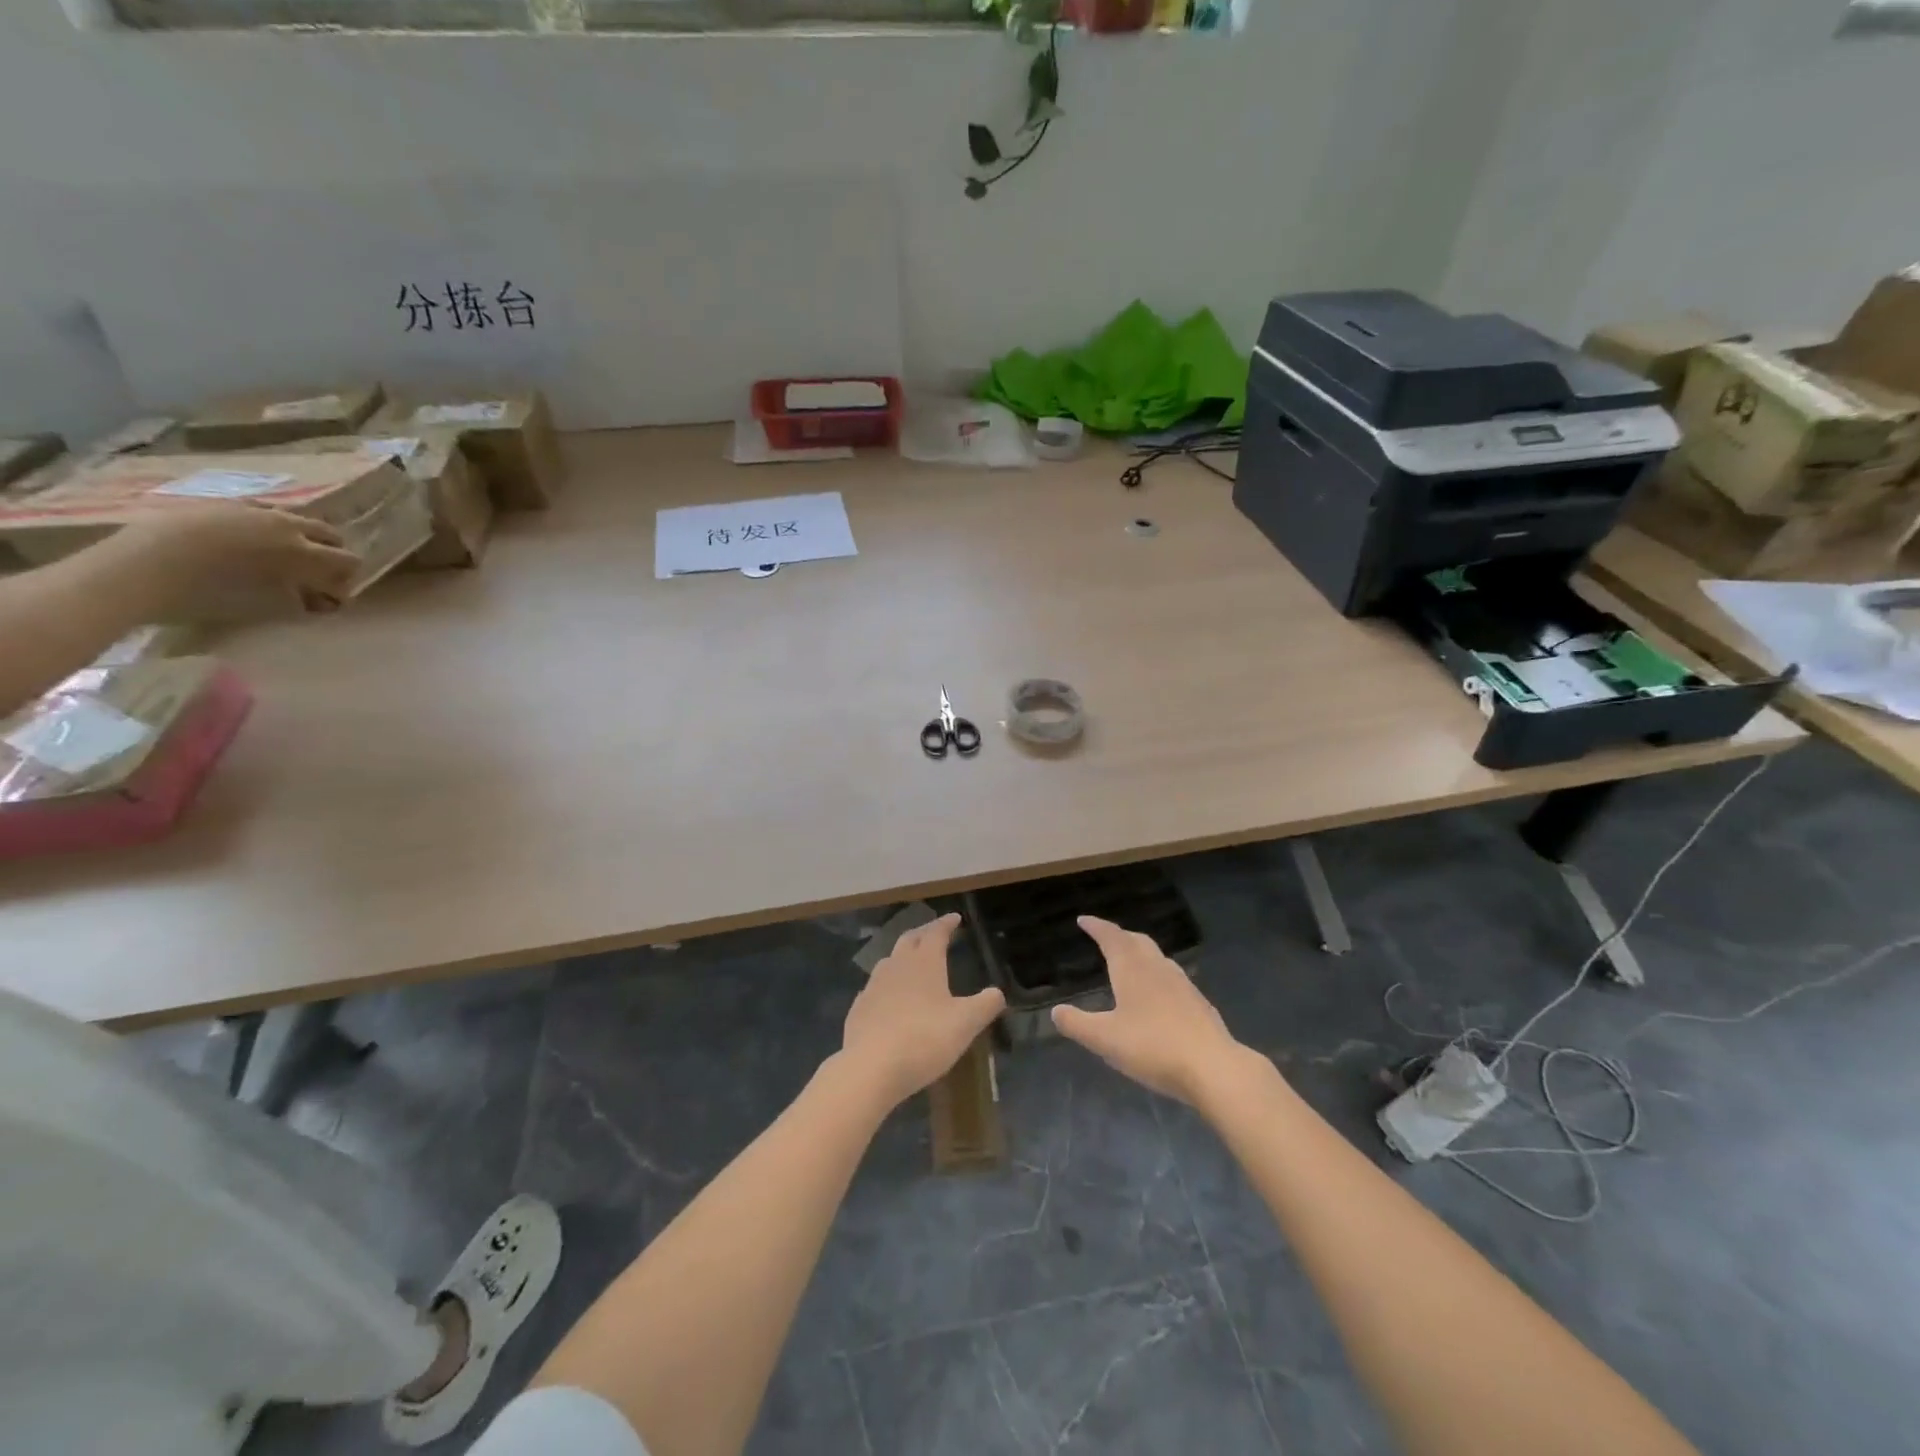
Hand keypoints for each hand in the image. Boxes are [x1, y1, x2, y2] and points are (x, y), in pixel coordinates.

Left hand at [117, 502, 361, 613]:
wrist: (140, 567)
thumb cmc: (213, 593)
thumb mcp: (271, 605)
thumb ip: (305, 599)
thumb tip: (324, 600)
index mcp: (304, 552)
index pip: (349, 560)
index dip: (347, 579)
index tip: (331, 597)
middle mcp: (286, 525)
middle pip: (329, 533)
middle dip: (330, 553)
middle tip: (315, 575)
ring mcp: (252, 510)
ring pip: (295, 519)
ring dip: (299, 537)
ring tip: (279, 558)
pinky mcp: (220, 504)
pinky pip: (259, 511)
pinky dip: (265, 526)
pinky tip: (246, 542)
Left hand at [840, 913, 1005, 1107]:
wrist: (870, 1067)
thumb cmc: (924, 1039)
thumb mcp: (965, 1024)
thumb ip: (985, 1005)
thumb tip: (997, 992)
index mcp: (924, 962)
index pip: (936, 933)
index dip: (946, 923)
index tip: (955, 917)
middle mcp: (896, 966)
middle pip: (909, 940)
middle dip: (923, 933)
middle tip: (934, 933)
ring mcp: (873, 986)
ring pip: (889, 961)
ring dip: (902, 956)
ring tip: (912, 962)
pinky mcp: (859, 1008)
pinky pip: (875, 987)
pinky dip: (886, 985)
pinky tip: (889, 997)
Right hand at [1053, 916, 1245, 1104]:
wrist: (1214, 1067)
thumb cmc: (1153, 1047)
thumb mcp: (1105, 1040)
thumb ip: (1077, 1024)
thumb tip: (1056, 1011)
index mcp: (1132, 969)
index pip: (1111, 937)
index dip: (1096, 926)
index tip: (1083, 920)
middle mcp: (1157, 968)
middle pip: (1136, 941)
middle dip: (1119, 936)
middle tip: (1105, 938)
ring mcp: (1182, 984)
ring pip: (1157, 957)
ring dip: (1140, 952)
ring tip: (1129, 962)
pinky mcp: (1198, 1003)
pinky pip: (1171, 977)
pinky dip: (1157, 974)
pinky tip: (1158, 994)